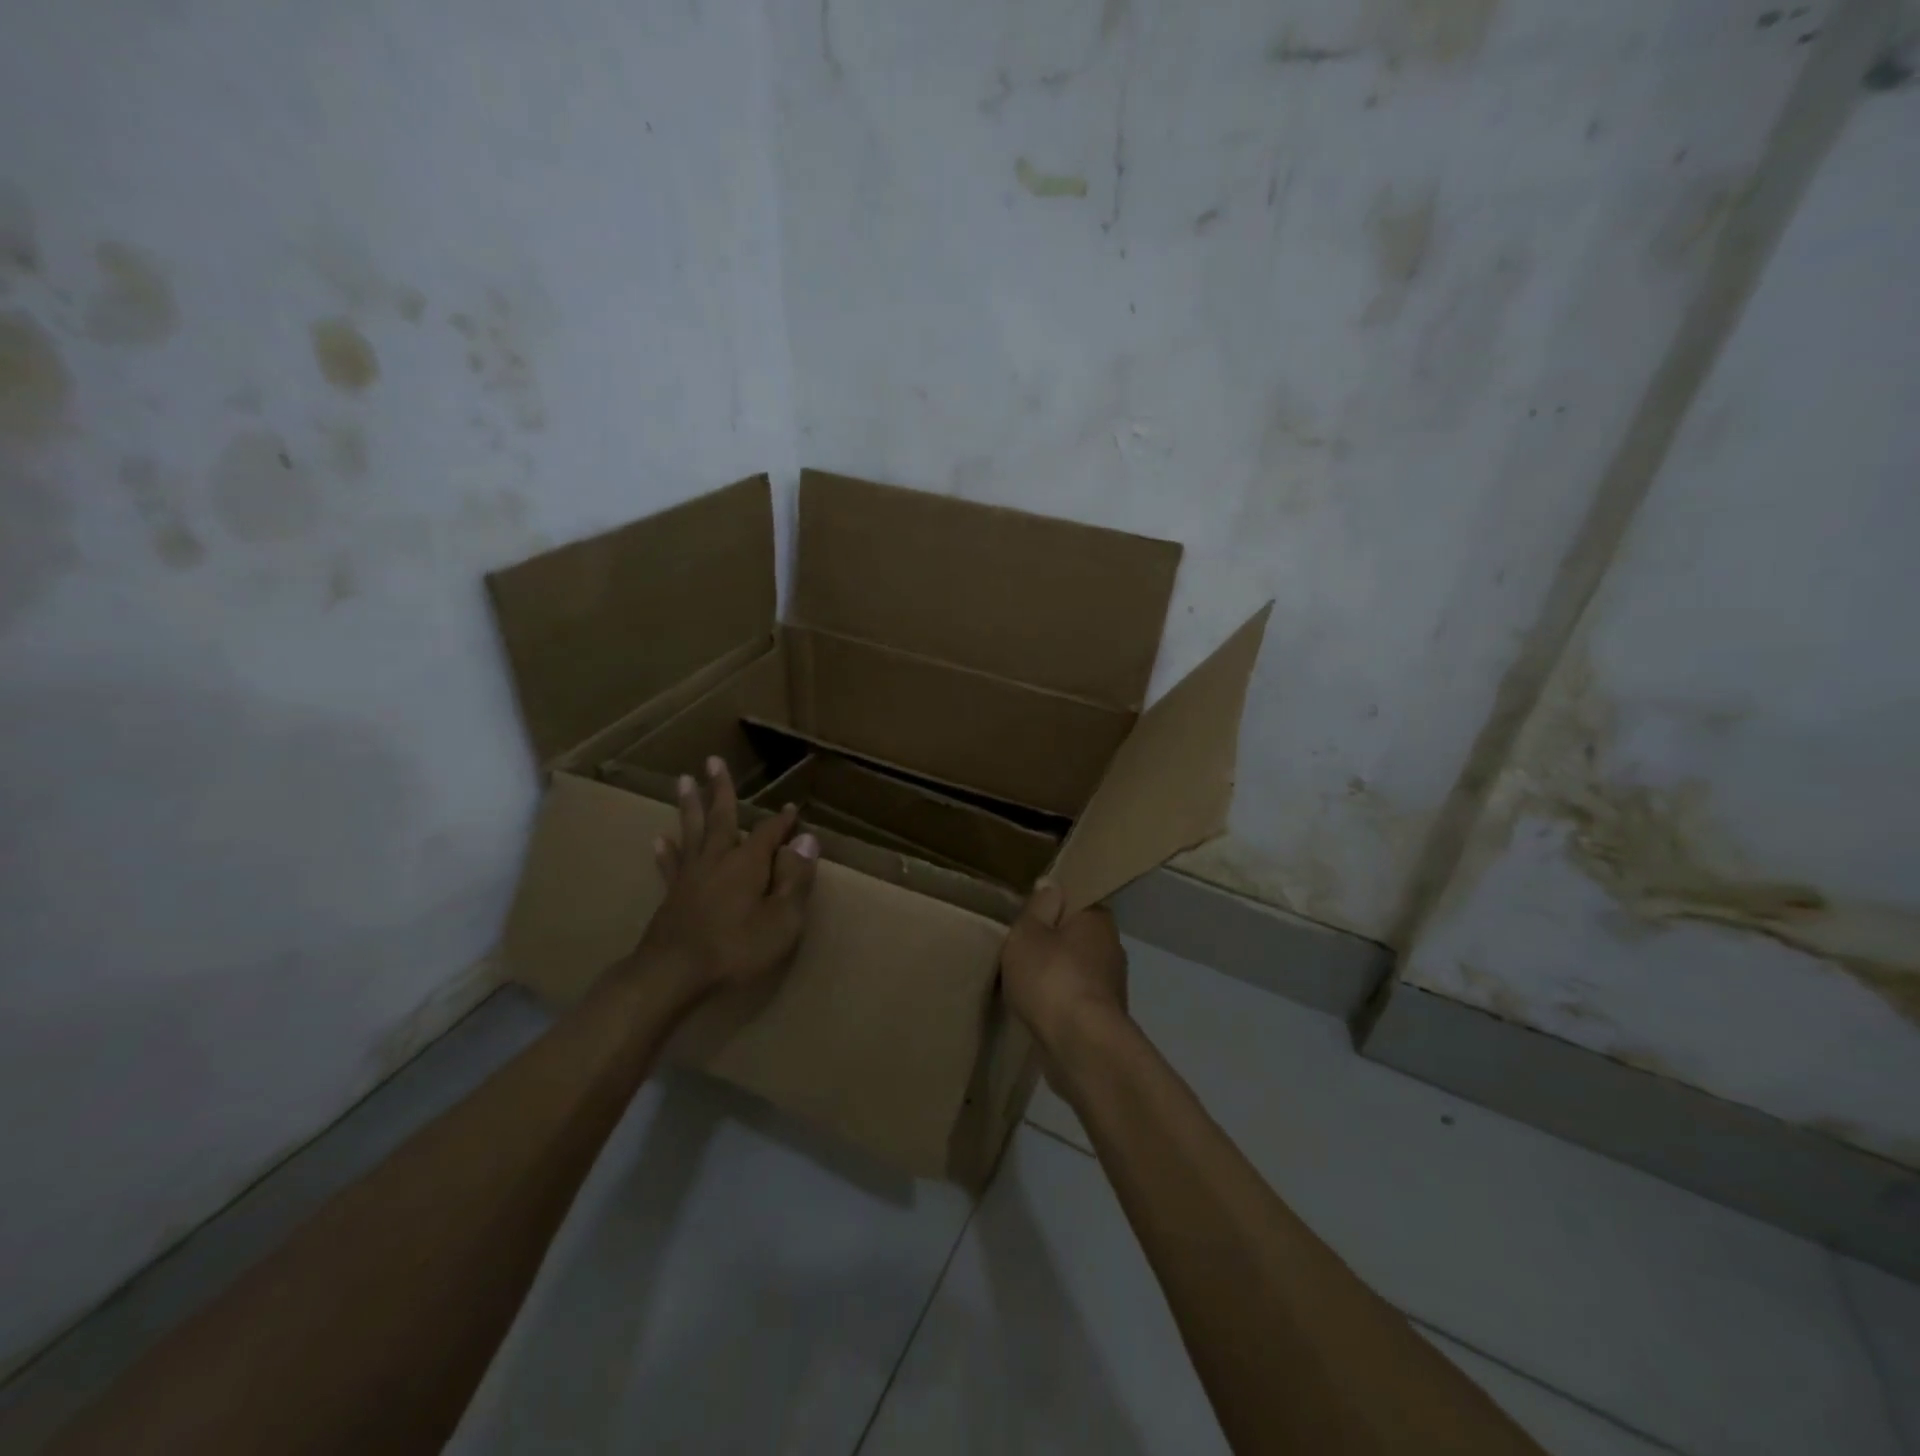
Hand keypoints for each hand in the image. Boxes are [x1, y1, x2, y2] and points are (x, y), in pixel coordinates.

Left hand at [637, 757, 819, 1001]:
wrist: (673, 974)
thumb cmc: (736, 948)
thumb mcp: (782, 919)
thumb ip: (796, 879)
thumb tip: (808, 840)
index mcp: (748, 862)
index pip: (770, 832)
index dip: (783, 821)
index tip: (792, 809)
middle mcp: (718, 859)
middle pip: (721, 817)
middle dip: (720, 789)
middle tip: (713, 761)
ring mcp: (691, 876)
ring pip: (692, 831)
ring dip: (690, 806)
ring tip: (684, 781)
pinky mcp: (672, 895)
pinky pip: (671, 863)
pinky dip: (667, 850)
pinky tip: (659, 839)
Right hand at [999, 881, 1128, 1053]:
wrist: (1080, 1046)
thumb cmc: (1051, 978)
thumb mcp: (1028, 932)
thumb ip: (1038, 907)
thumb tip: (1051, 883)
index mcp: (1098, 918)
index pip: (1078, 900)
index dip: (1054, 905)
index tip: (1031, 914)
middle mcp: (1112, 947)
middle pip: (1078, 936)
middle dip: (1055, 941)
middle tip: (1022, 947)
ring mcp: (1111, 985)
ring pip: (1078, 969)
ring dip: (1058, 974)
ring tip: (1025, 982)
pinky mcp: (1104, 1018)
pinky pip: (1076, 999)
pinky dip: (1060, 1002)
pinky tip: (1039, 1009)